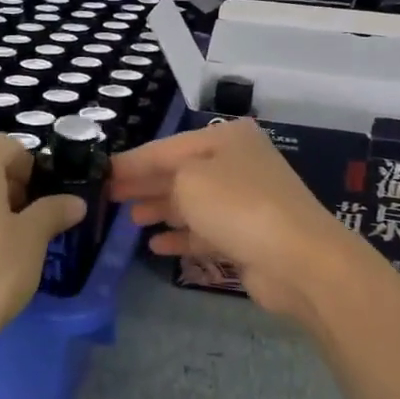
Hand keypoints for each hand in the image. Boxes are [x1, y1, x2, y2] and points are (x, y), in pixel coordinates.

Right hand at [109, 118, 363, 328]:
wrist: (298, 259)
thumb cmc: (237, 206)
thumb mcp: (189, 178)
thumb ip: (160, 176)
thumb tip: (147, 185)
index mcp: (225, 138)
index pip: (166, 147)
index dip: (131, 161)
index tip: (101, 173)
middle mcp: (237, 164)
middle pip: (180, 172)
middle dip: (145, 184)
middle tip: (110, 197)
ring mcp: (245, 201)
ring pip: (193, 203)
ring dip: (161, 209)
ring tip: (130, 220)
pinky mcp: (248, 237)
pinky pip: (206, 232)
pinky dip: (182, 236)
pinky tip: (156, 245)